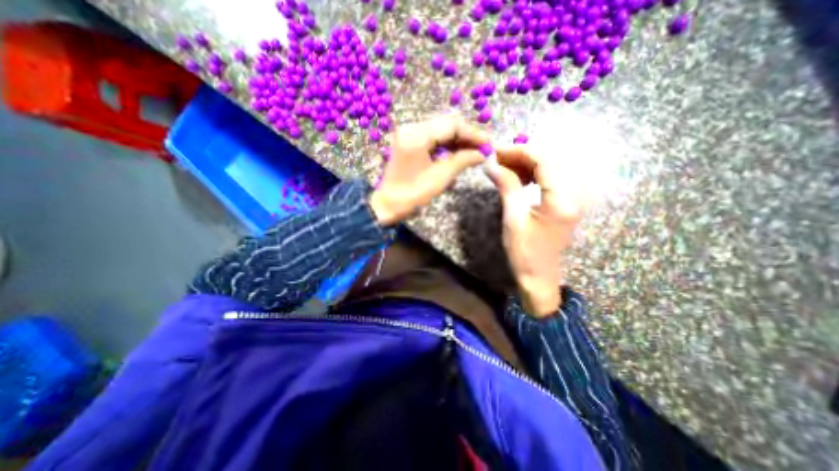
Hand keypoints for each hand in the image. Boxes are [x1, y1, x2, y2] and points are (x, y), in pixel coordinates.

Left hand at [369, 113, 492, 226]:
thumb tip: (482, 154)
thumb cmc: (412, 195)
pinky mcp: (408, 143)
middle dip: (467, 136)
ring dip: (458, 140)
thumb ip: (462, 161)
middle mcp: (411, 128)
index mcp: (417, 135)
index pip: (452, 125)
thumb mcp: (440, 178)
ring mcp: (408, 134)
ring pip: (440, 130)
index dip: (473, 133)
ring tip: (474, 151)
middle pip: (446, 124)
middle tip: (483, 148)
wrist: (387, 205)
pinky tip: (458, 153)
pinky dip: (446, 145)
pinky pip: (432, 138)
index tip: (488, 144)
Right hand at [485, 145, 588, 317]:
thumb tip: (491, 163)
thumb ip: (507, 186)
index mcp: (562, 199)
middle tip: (497, 159)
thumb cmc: (524, 252)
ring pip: (551, 167)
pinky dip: (534, 174)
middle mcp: (575, 194)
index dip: (519, 151)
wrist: (539, 276)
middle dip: (522, 155)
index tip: (496, 150)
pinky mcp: (567, 202)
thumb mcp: (513, 218)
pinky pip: (552, 178)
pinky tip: (519, 179)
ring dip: (527, 164)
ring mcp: (573, 197)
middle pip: (550, 160)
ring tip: (504, 168)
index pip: (545, 160)